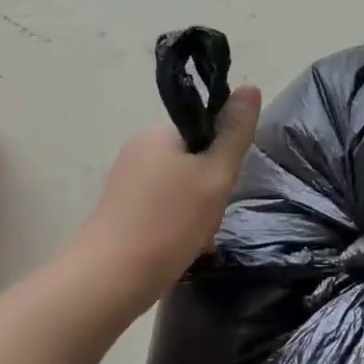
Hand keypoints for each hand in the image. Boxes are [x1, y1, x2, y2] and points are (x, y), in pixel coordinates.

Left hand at [70, 87, 261, 306]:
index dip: (222, 157)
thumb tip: (251, 86)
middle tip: (211, 215)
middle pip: (194, 162)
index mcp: (158, 134)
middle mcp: (138, 150)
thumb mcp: (215, 175)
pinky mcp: (121, 212)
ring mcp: (127, 182)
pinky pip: (163, 210)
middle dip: (210, 190)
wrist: (112, 278)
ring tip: (197, 237)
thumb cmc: (169, 221)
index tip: (224, 184)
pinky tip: (182, 249)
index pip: (204, 131)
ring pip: (181, 190)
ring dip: (197, 212)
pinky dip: (178, 226)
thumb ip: (234, 133)